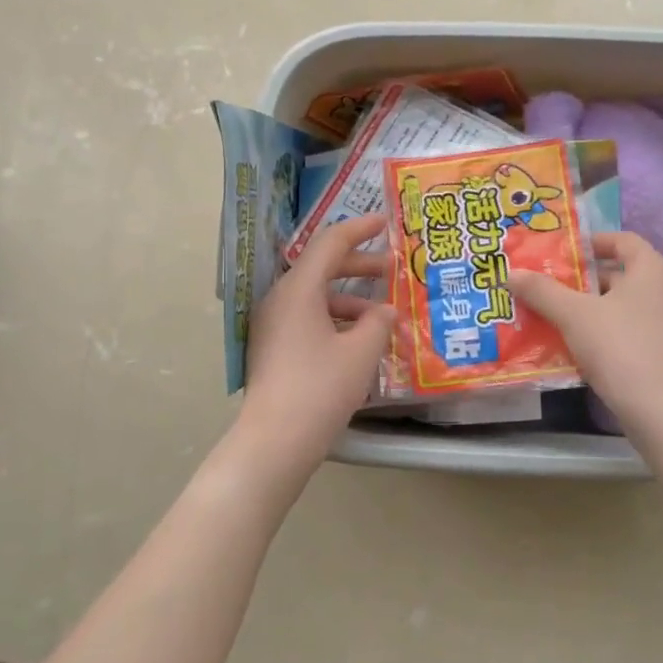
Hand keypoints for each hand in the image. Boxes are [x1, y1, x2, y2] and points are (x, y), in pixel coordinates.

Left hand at [240, 214, 395, 469]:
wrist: (275, 439)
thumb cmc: (321, 388)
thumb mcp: (361, 352)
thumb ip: (378, 322)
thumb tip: (384, 311)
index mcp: (298, 289)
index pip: (330, 243)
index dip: (360, 230)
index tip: (385, 223)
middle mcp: (279, 299)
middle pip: (320, 268)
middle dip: (357, 266)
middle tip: (390, 270)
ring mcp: (271, 324)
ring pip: (313, 296)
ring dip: (348, 299)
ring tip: (381, 315)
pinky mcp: (272, 347)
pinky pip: (305, 318)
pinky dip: (333, 319)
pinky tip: (357, 339)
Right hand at [513, 232, 662, 430]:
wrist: (661, 409)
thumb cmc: (621, 346)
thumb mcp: (574, 315)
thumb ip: (542, 291)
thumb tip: (510, 272)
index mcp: (651, 269)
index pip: (622, 240)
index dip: (591, 242)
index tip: (560, 251)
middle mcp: (662, 291)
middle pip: (616, 274)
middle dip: (578, 279)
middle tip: (542, 284)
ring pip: (616, 306)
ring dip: (584, 308)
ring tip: (545, 313)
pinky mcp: (657, 352)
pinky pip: (622, 331)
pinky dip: (596, 332)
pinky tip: (566, 344)